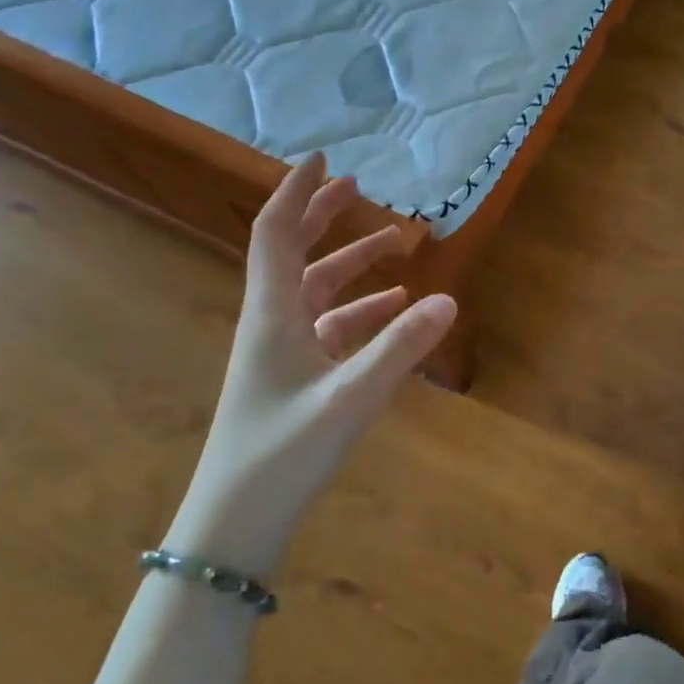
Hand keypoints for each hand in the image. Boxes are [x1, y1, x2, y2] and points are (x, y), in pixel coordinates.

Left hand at [172, 155, 455, 573]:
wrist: (235, 524)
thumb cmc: (283, 455)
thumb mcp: (351, 398)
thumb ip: (401, 348)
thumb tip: (449, 300)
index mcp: (272, 313)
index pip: (277, 232)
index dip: (297, 191)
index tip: (324, 158)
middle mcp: (272, 322)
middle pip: (294, 252)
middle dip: (325, 217)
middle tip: (359, 189)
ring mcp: (282, 353)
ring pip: (317, 291)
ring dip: (352, 265)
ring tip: (398, 247)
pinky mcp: (294, 380)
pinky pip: (329, 328)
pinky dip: (360, 310)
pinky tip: (394, 311)